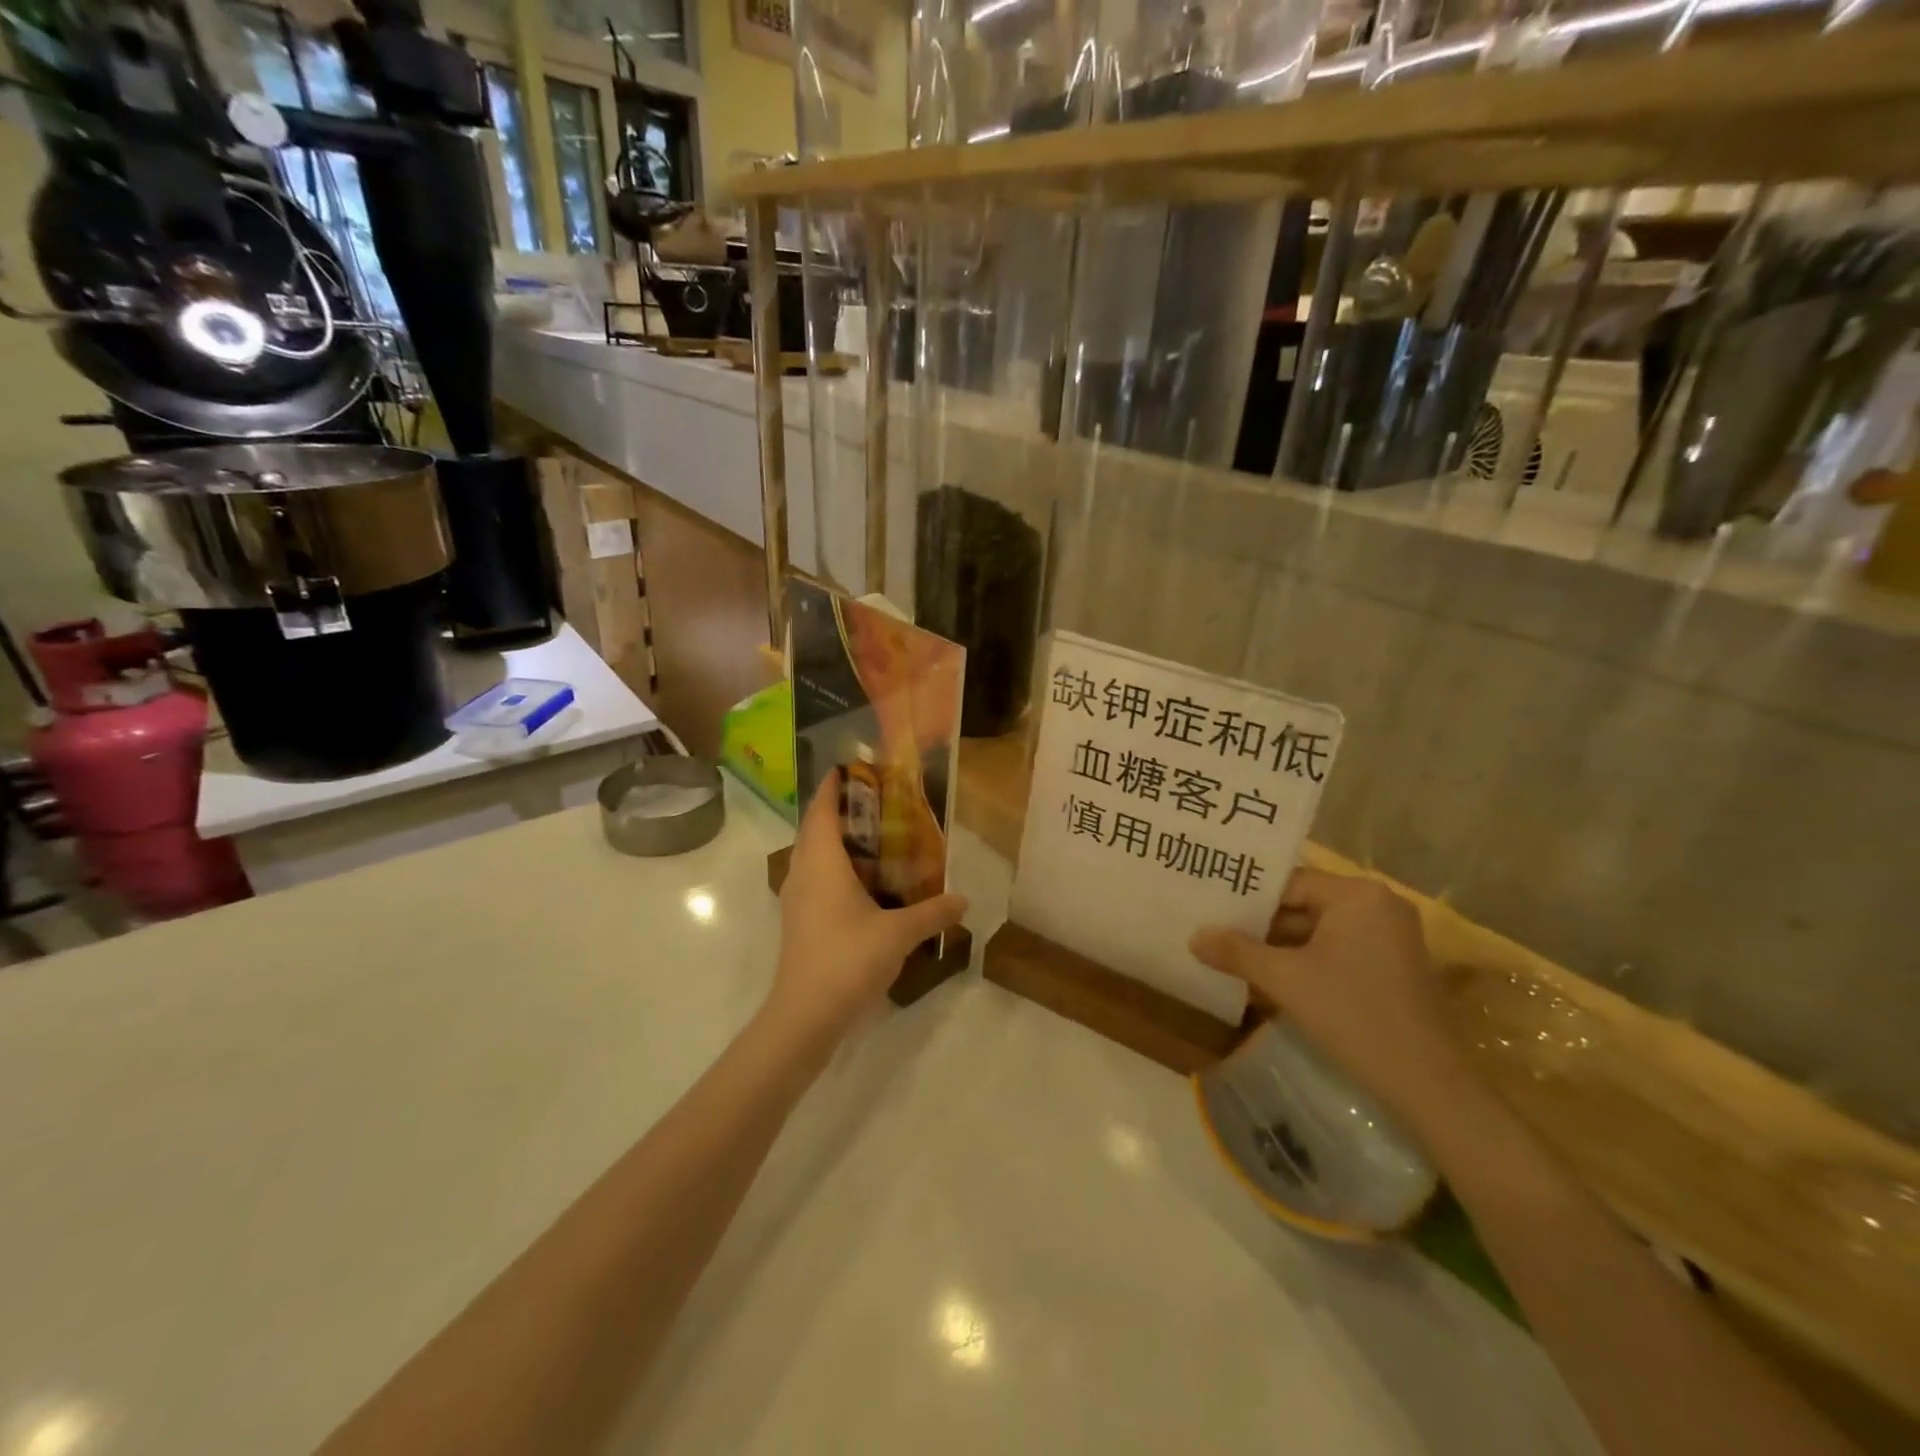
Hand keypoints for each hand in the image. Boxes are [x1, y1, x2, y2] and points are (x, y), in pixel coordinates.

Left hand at [772, 771, 967, 1039]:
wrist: (805, 1015)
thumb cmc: (848, 960)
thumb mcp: (899, 934)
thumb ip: (932, 913)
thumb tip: (963, 899)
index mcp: (822, 862)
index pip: (822, 809)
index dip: (833, 785)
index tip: (853, 768)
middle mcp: (804, 872)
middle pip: (816, 828)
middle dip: (841, 811)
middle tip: (877, 802)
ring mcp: (797, 898)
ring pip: (813, 855)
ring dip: (837, 841)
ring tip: (875, 838)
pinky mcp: (799, 921)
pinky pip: (816, 878)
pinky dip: (836, 868)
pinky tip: (864, 884)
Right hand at [1190, 867, 1474, 1136]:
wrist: (1426, 1083)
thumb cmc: (1352, 1014)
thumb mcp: (1284, 979)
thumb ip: (1236, 952)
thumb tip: (1193, 937)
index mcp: (1357, 894)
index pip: (1289, 884)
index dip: (1248, 900)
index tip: (1213, 911)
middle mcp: (1380, 903)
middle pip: (1306, 905)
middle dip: (1263, 924)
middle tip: (1217, 932)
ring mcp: (1392, 935)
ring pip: (1321, 930)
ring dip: (1283, 945)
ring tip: (1236, 954)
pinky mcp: (1396, 964)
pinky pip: (1340, 948)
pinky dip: (1309, 960)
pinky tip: (1274, 976)